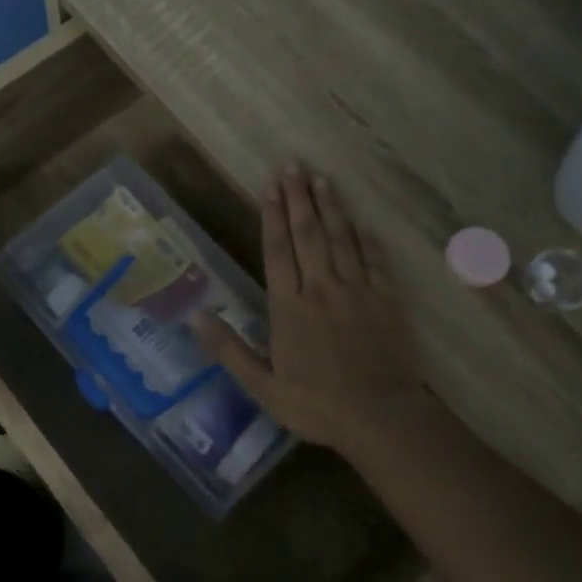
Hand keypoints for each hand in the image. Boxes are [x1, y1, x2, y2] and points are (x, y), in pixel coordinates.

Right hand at [193, 164, 431, 459]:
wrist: (380, 416)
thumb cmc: (316, 405)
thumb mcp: (262, 386)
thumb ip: (229, 349)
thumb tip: (194, 316)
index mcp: (289, 307)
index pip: (278, 251)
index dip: (272, 217)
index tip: (270, 187)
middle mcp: (321, 289)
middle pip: (308, 235)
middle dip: (299, 198)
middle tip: (293, 165)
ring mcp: (357, 291)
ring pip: (341, 239)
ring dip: (330, 207)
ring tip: (321, 179)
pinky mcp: (386, 300)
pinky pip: (374, 260)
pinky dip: (365, 238)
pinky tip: (359, 222)